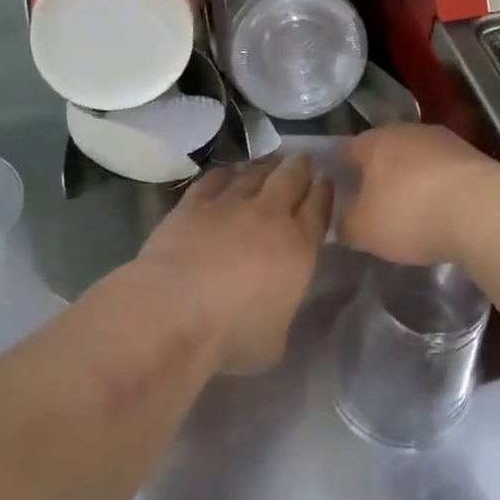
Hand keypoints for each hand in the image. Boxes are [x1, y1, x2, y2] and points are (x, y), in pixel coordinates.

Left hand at [137, 155, 331, 373]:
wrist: (175, 311)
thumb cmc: (231, 335)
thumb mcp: (275, 339)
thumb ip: (283, 310)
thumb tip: (276, 302)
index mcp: (299, 247)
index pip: (319, 208)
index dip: (324, 191)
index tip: (325, 180)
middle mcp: (270, 215)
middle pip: (291, 177)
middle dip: (299, 166)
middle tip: (301, 159)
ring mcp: (231, 203)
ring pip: (255, 172)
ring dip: (266, 165)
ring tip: (270, 162)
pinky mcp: (195, 202)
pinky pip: (217, 177)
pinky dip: (227, 172)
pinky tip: (229, 172)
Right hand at [341, 124, 499, 265]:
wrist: (481, 210)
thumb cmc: (409, 214)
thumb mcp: (363, 231)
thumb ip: (345, 224)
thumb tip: (342, 219)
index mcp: (374, 141)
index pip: (348, 150)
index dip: (343, 172)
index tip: (345, 196)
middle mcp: (406, 130)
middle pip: (385, 151)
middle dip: (381, 175)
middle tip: (377, 206)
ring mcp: (443, 139)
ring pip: (418, 158)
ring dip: (414, 180)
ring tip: (414, 212)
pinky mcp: (472, 154)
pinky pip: (444, 170)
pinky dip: (440, 187)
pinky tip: (444, 211)